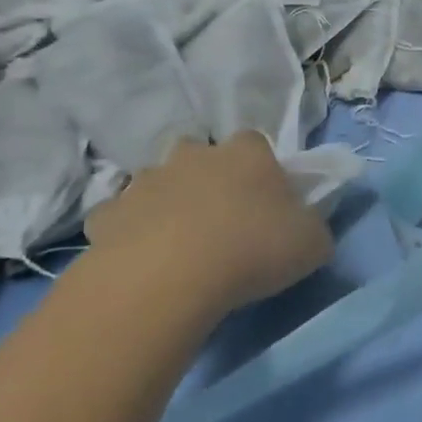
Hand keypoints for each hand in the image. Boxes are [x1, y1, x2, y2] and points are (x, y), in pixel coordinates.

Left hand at [87, 133, 332, 314]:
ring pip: (157, 184)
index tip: (264, 203)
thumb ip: (313, 227)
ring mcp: (146, 181)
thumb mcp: (312, 243)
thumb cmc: (253, 249)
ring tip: (176, 247)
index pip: (256, 145)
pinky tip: (138, 262)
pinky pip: (120, 218)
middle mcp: (195, 155)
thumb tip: (307, 228)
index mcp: (246, 153)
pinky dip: (128, 234)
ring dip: (166, 205)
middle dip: (206, 180)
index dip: (261, 172)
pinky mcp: (108, 214)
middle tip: (218, 222)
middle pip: (201, 156)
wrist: (169, 276)